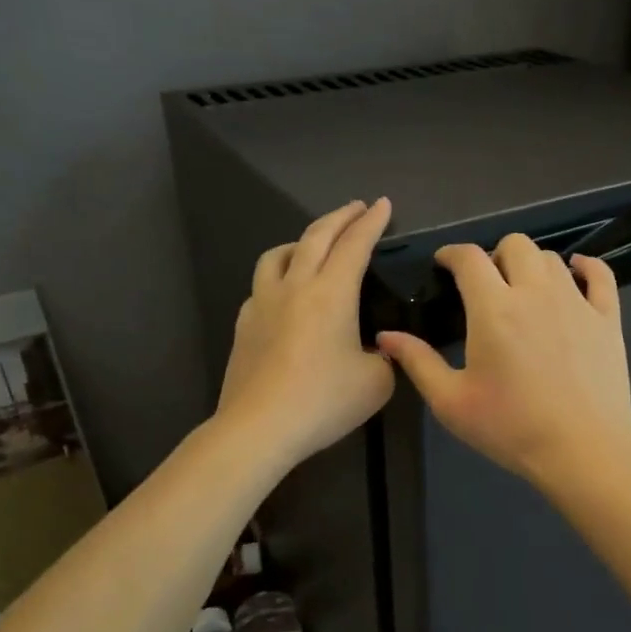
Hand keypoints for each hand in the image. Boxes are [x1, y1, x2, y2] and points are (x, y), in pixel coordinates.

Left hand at [217, 199, 395, 466]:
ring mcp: (263, 303)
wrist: (260, 427)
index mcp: (332, 293)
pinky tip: (285, 294)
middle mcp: (295, 286)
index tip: (382, 204)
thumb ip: (385, 356)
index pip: (355, 244)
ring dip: (302, 240)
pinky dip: (279, 276)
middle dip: (340, 217)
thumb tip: (377, 349)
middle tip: (356, 208)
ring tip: (313, 245)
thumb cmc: (324, 401)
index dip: (372, 221)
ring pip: (279, 254)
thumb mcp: (377, 382)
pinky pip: (262, 286)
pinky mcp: (245, 324)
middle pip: (316, 236)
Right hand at [376, 234, 630, 488]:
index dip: (452, 253)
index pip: (469, 258)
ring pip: (552, 258)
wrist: (582, 450)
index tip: (445, 263)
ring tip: (524, 290)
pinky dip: (586, 266)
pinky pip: (600, 274)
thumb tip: (386, 336)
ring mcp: (577, 302)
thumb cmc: (511, 428)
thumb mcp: (452, 402)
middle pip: (515, 245)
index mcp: (494, 308)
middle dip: (494, 256)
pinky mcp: (607, 318)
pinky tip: (577, 272)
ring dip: (532, 266)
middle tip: (487, 285)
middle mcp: (536, 293)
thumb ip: (418, 363)